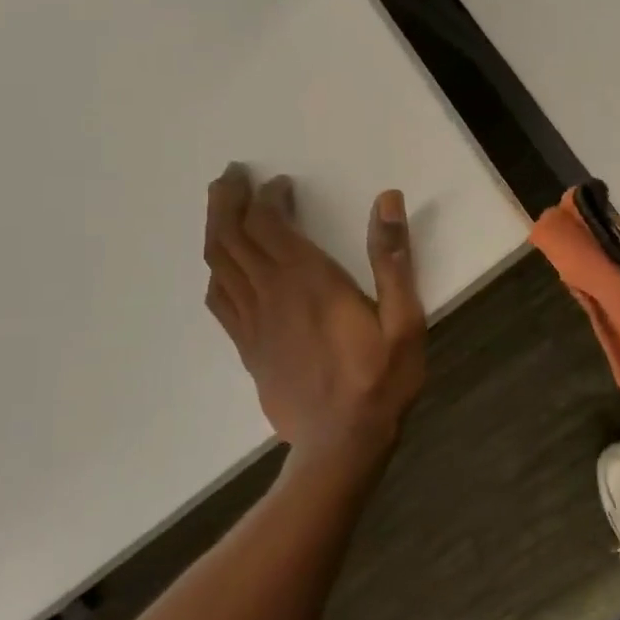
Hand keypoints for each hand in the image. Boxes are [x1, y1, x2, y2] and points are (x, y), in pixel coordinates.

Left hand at [205, 164, 426, 454]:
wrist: (341, 444)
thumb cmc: (380, 380)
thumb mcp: (404, 321)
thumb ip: (393, 260)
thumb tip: (387, 200)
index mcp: (308, 281)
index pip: (269, 223)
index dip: (268, 196)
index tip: (282, 183)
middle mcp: (271, 294)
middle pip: (231, 235)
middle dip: (227, 199)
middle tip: (232, 176)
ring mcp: (253, 322)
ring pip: (217, 263)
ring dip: (214, 228)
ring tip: (221, 208)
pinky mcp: (247, 347)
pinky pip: (218, 299)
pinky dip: (214, 271)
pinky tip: (222, 266)